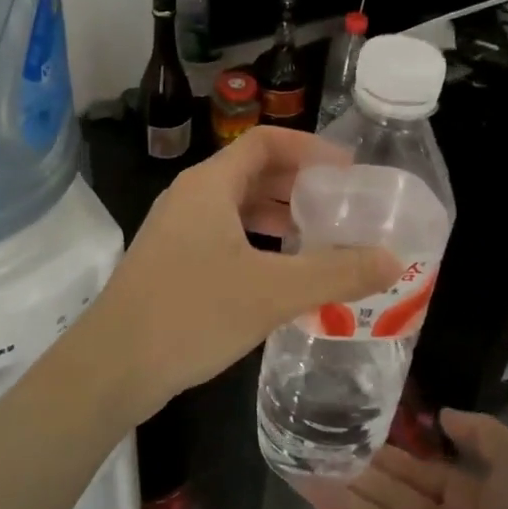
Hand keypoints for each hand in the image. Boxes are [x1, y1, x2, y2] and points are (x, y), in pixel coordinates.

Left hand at [80, 127, 400, 419]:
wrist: (113, 366)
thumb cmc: (192, 314)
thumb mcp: (273, 292)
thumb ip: (337, 273)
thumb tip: (394, 259)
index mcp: (209, 185)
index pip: (265, 142)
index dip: (310, 148)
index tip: (349, 170)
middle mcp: (190, 197)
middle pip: (252, 172)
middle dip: (299, 184)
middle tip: (342, 206)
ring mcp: (176, 230)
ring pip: (236, 207)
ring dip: (279, 216)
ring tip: (321, 238)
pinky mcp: (171, 262)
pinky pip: (223, 236)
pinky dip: (257, 242)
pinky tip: (281, 274)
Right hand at [306, 411, 507, 508]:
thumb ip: (480, 431)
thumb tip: (442, 415)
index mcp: (467, 497)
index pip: (412, 471)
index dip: (380, 452)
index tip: (344, 431)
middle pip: (389, 497)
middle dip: (352, 474)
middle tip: (309, 449)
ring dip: (343, 501)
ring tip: (303, 474)